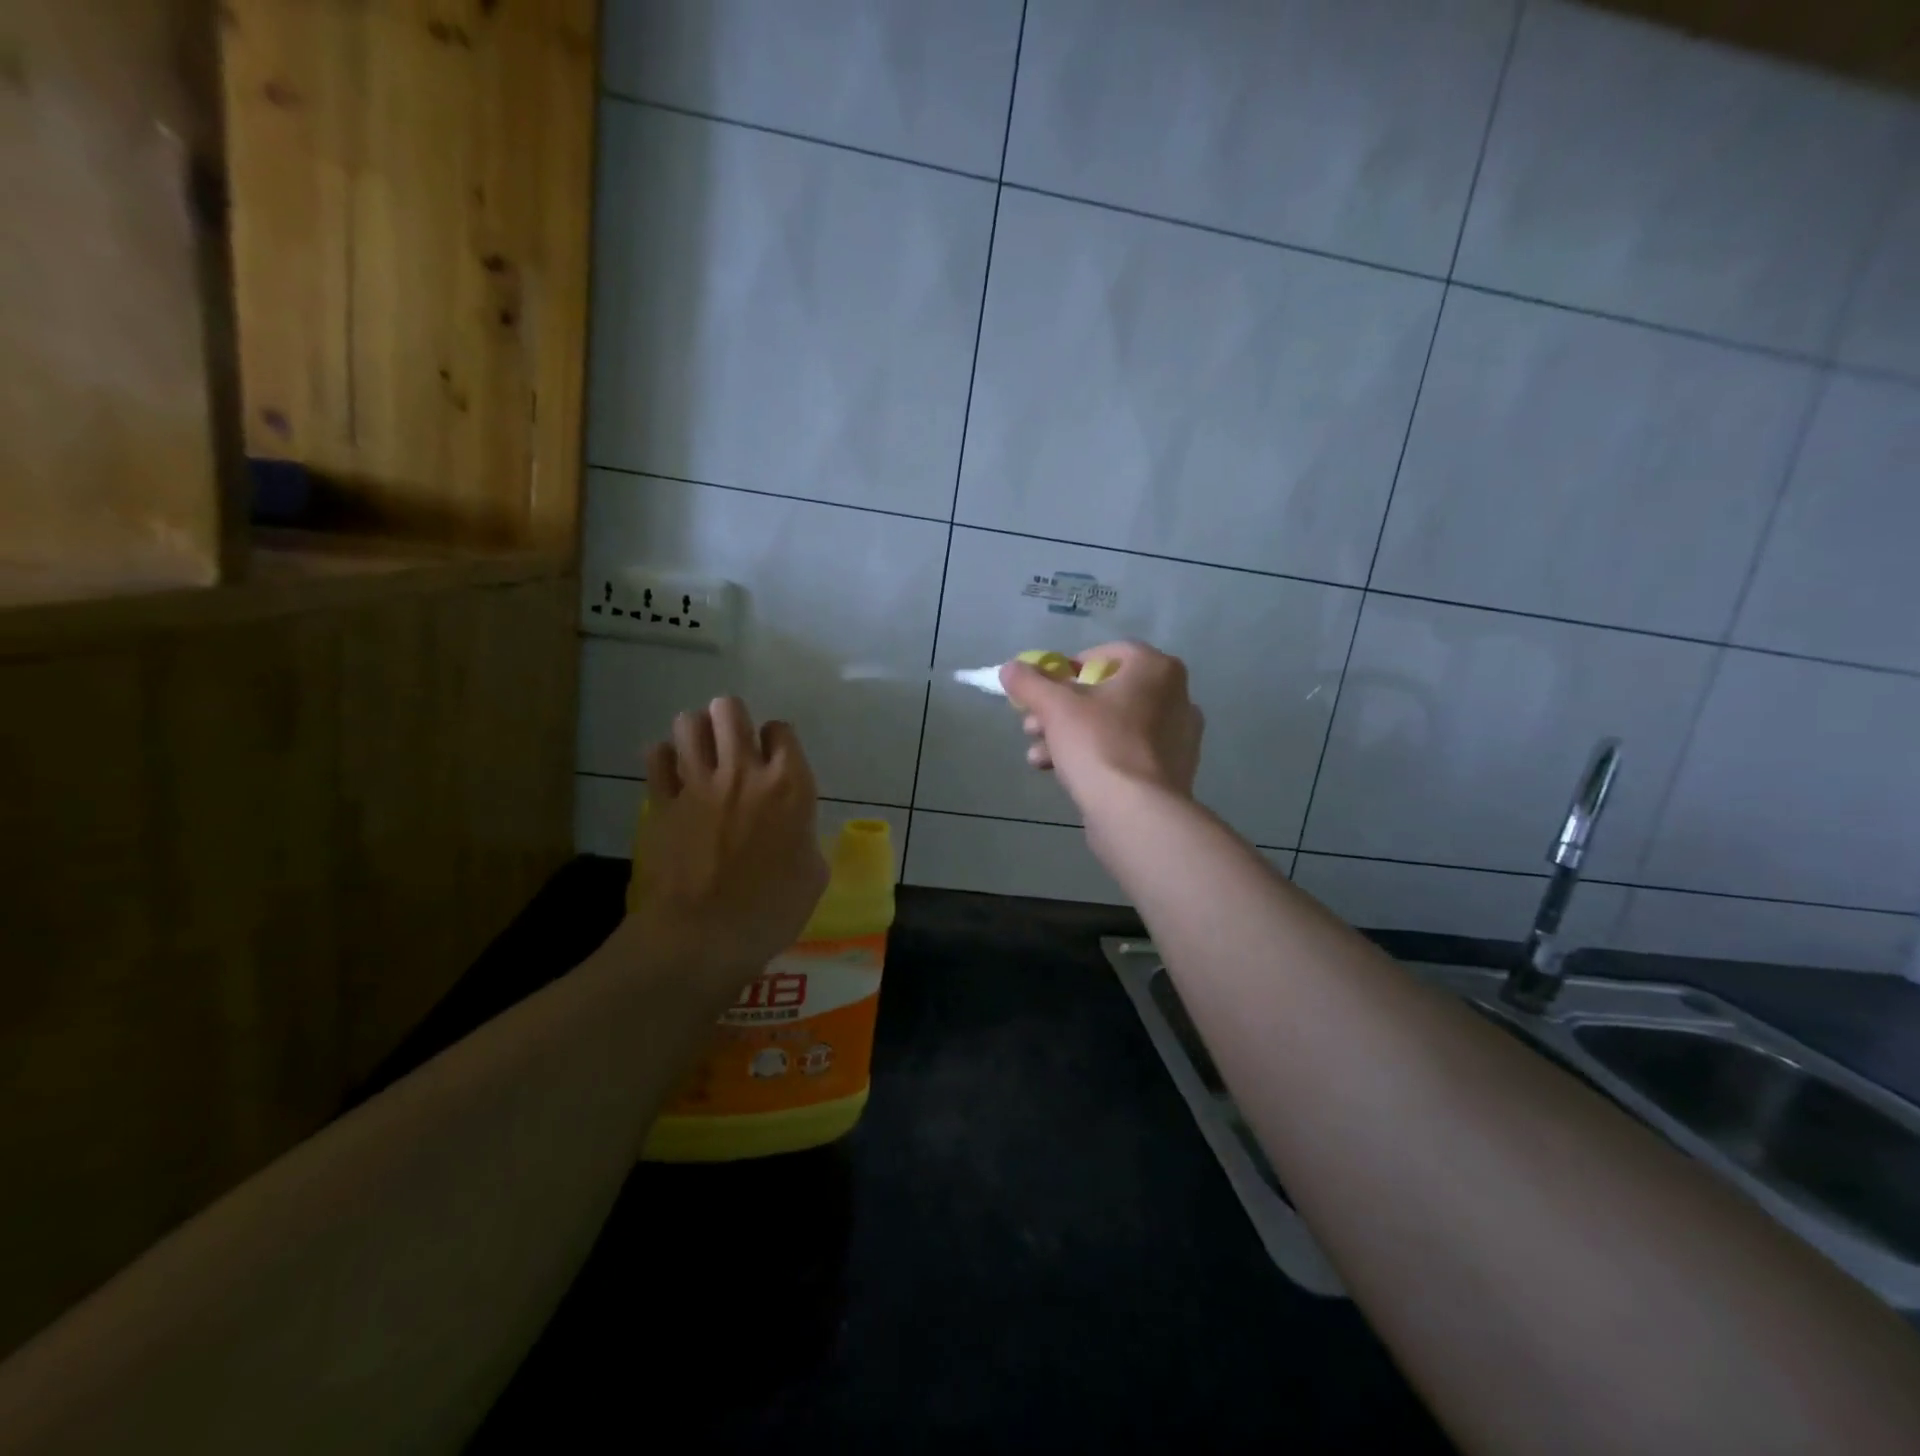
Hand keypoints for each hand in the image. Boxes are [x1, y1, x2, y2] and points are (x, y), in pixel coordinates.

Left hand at [625, 697, 829, 995]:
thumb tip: (793, 828)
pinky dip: (663, 759)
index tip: (774, 760)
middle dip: (732, 719)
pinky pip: (656, 758)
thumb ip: (803, 835)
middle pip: (730, 709)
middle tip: (734, 746)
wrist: (703, 936)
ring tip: (701, 755)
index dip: (777, 741)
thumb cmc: (770, 910)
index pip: (781, 730)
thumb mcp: (812, 874)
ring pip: (688, 724)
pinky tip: (672, 776)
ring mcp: (697, 784)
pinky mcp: (661, 802)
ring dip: (697, 733)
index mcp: (789, 785)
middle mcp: (743, 772)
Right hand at [999, 641, 1204, 810]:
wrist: (1137, 813)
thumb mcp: (1054, 707)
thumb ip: (1030, 682)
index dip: (1067, 669)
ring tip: (1037, 757)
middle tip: (1032, 727)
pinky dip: (1095, 758)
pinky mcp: (1171, 772)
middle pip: (1105, 693)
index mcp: (1156, 669)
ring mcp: (1177, 737)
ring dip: (1069, 736)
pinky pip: (1125, 753)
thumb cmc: (1099, 745)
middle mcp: (1176, 696)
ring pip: (1111, 726)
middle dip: (1060, 710)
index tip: (1043, 690)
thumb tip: (1010, 668)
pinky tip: (1062, 774)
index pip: (1106, 654)